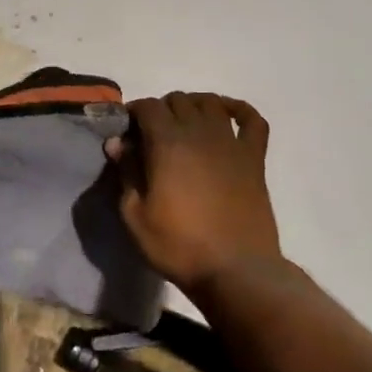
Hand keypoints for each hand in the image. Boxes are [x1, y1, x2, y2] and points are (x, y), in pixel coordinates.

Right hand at [106, 92, 281, 293]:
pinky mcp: (255, 158)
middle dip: (160, 110)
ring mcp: (231, 143)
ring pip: (210, 102)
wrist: (236, 271)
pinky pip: (253, 120)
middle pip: (178, 100)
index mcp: (167, 143)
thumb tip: (117, 143)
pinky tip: (228, 115)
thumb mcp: (135, 215)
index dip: (133, 112)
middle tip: (151, 135)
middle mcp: (200, 133)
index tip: (126, 131)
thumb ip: (126, 173)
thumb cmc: (178, 245)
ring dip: (193, 106)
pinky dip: (239, 110)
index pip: (147, 106)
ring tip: (184, 125)